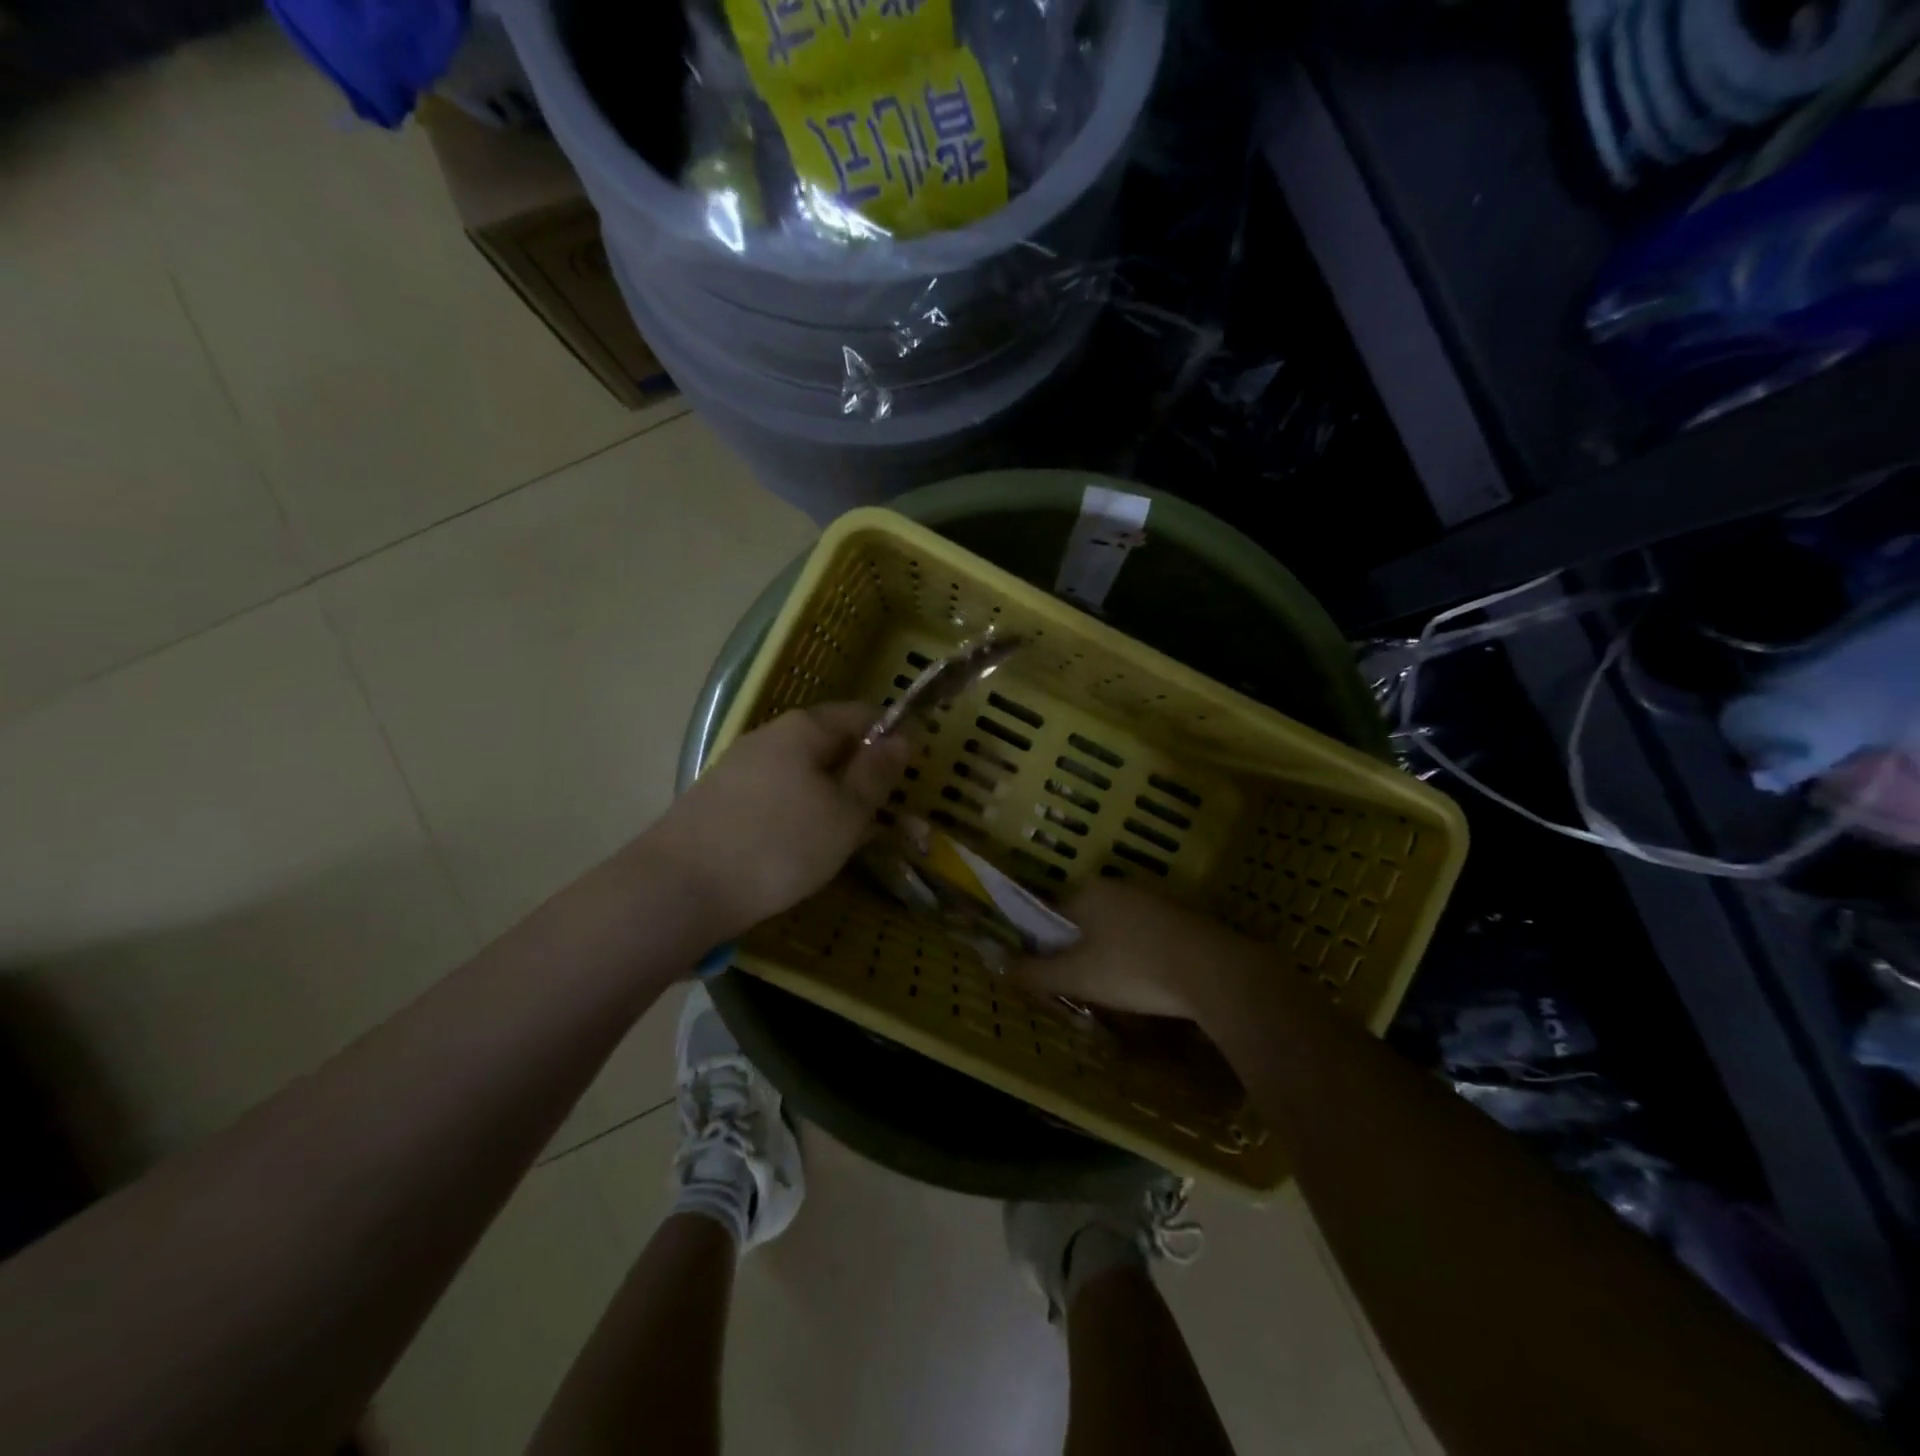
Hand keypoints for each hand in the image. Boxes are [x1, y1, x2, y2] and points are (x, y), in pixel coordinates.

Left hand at [645, 702, 910, 939]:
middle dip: (860, 775)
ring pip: (802, 774)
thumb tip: (901, 737)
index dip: (891, 739)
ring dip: (831, 798)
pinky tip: (800, 849)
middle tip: (880, 817)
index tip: (910, 776)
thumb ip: (876, 773)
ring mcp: (739, 767)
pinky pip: (776, 796)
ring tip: (844, 840)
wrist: (680, 889)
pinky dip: (799, 814)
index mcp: (803, 728)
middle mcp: (768, 736)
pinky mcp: (720, 800)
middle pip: (829, 744)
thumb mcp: (845, 813)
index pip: (861, 715)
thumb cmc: (779, 845)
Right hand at [1011, 880, 1258, 1025]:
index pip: (1052, 914)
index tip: (1054, 975)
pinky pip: (1147, 934)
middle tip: (1085, 986)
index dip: (1047, 945)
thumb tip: (998, 964)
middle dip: (1081, 950)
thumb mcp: (1077, 976)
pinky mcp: (1183, 915)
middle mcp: (1119, 885)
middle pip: (1086, 919)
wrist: (1215, 973)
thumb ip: (1035, 972)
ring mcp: (1155, 898)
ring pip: (1118, 927)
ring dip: (1112, 952)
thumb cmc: (1134, 969)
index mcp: (1088, 891)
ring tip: (1119, 989)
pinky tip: (1151, 980)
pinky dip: (1142, 954)